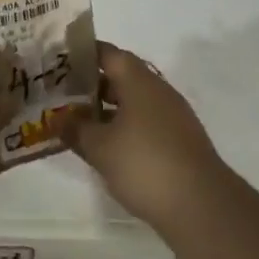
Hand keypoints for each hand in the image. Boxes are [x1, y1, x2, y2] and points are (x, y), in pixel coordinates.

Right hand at [68, 42, 226, 237]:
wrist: (201, 204)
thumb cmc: (144, 163)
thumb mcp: (100, 148)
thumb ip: (76, 129)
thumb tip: (57, 118)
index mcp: (138, 81)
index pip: (109, 53)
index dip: (85, 54)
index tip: (62, 61)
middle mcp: (158, 90)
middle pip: (122, 76)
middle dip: (94, 85)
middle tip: (66, 95)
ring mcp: (173, 115)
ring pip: (135, 102)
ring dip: (110, 109)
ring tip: (83, 124)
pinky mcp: (180, 140)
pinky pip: (147, 122)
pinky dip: (126, 127)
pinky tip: (111, 149)